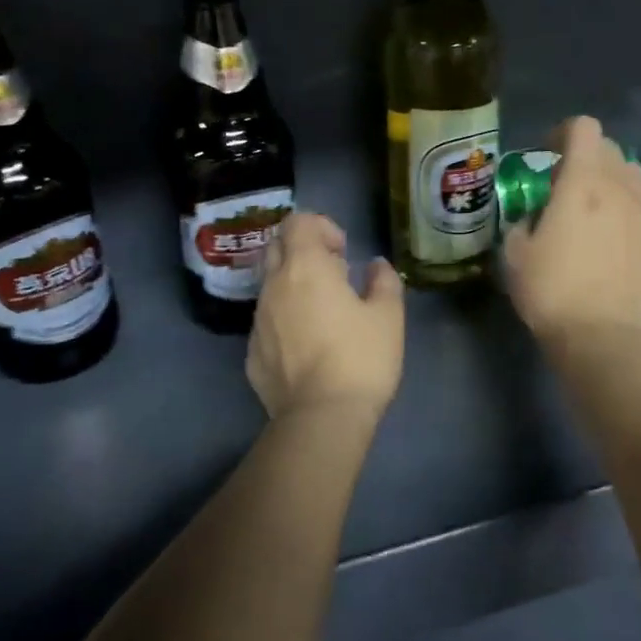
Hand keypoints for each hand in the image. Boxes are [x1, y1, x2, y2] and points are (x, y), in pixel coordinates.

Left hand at [246, 212, 403, 425]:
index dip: (321, 227)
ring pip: (270, 286)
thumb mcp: (389, 316)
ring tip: (324, 315)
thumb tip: (375, 266)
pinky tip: (308, 347)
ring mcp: (258, 321)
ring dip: (293, 286)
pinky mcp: (251, 354)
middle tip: (333, 276)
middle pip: (276, 247)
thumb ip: (383, 281)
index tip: (343, 253)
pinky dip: (285, 320)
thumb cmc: (361, 358)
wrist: (321, 419)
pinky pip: (266, 322)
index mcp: (305, 268)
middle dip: (303, 251)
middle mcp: (273, 287)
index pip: (297, 222)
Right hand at [502, 116, 640, 348]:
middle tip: (566, 188)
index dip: (563, 133)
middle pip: (609, 149)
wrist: (602, 336)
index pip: (584, 127)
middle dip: (586, 158)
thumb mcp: (515, 251)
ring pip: (633, 177)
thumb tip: (539, 215)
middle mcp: (622, 186)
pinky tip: (617, 243)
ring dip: (611, 183)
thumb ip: (525, 219)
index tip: (548, 155)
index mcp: (583, 181)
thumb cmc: (551, 290)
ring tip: (596, 214)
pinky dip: (630, 212)